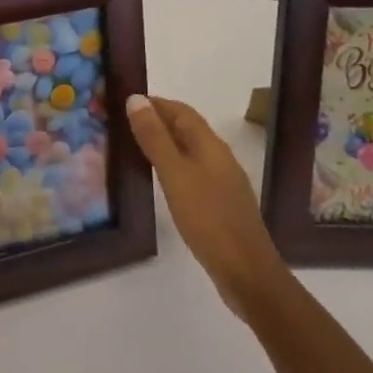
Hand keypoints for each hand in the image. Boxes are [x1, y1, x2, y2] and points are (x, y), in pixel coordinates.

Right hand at [126, 93, 284, 321]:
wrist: (247, 273)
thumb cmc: (208, 218)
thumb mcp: (174, 174)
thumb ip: (154, 138)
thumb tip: (136, 99)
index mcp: (210, 145)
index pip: (180, 110)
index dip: (155, 103)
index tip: (126, 102)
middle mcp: (219, 157)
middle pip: (187, 128)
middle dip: (158, 120)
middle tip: (125, 124)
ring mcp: (223, 182)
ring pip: (190, 151)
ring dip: (165, 143)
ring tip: (136, 148)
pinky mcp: (222, 204)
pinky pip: (193, 172)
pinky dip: (174, 166)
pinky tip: (162, 181)